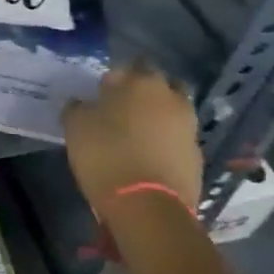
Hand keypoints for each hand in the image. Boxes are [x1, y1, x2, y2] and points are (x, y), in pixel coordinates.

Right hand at [63, 62, 202, 213]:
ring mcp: (189, 127)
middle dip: (142, 92)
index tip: (101, 94)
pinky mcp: (197, 155)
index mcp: (140, 82)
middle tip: (122, 109)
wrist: (148, 207)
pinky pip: (178, 138)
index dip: (114, 79)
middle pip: (157, 84)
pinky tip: (149, 155)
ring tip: (137, 134)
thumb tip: (82, 104)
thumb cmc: (107, 155)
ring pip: (172, 110)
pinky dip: (166, 141)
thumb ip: (79, 108)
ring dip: (158, 116)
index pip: (128, 66)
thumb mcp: (76, 127)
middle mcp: (170, 97)